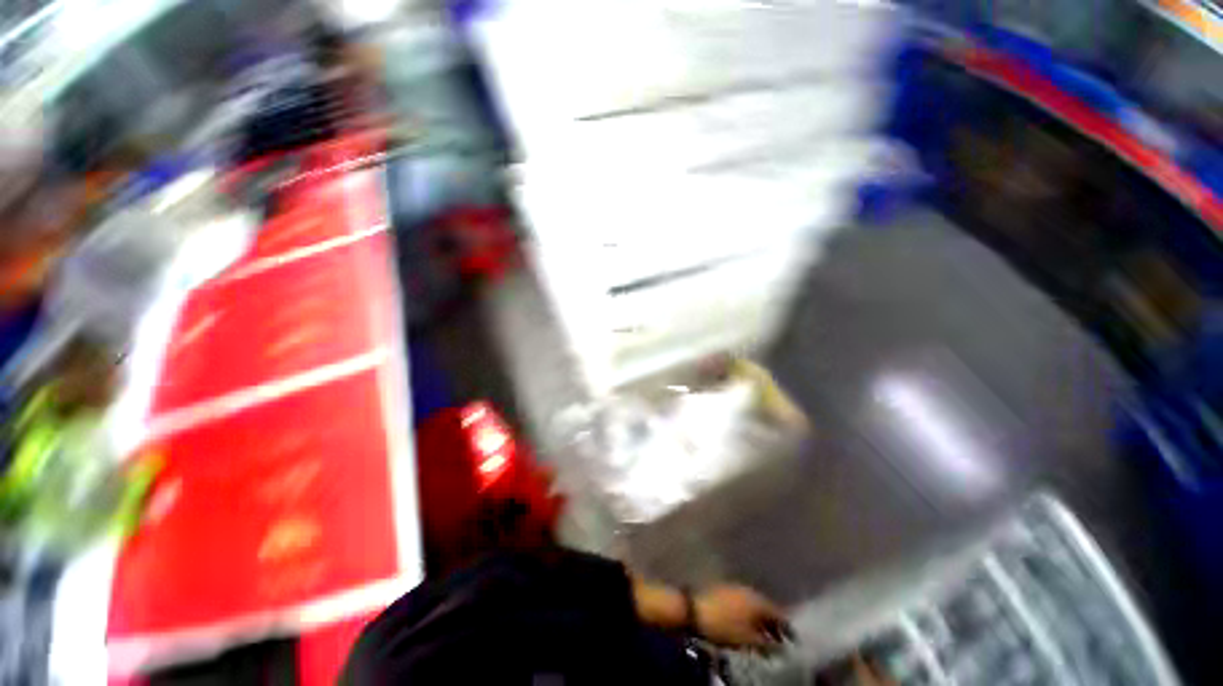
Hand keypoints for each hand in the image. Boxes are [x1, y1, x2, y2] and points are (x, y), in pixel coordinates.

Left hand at [693, 585, 790, 649]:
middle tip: (781, 639)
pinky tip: (747, 624)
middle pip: (766, 607)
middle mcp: (748, 590)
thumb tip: (782, 649)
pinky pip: (743, 603)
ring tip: (764, 635)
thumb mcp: (748, 639)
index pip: (778, 612)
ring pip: (753, 604)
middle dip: (773, 623)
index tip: (795, 640)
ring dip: (760, 619)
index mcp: (757, 599)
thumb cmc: (724, 626)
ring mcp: (735, 588)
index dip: (787, 627)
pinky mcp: (724, 590)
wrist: (694, 610)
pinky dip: (749, 614)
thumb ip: (767, 644)